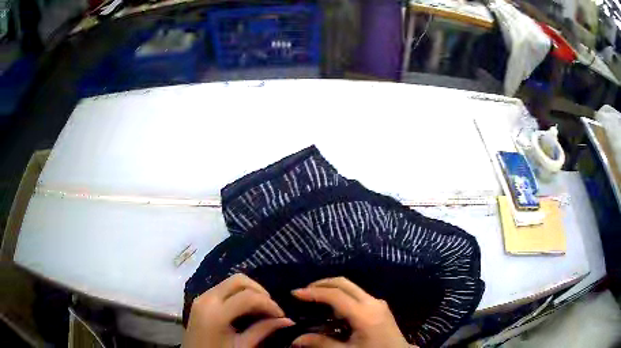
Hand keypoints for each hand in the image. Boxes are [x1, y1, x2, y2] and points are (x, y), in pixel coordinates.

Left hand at [183, 274, 293, 347]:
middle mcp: (207, 298)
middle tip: (272, 308)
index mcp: (216, 313)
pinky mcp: (200, 300)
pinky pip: (223, 288)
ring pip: (230, 282)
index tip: (282, 316)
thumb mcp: (243, 346)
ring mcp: (202, 297)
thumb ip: (263, 330)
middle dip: (260, 291)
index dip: (269, 304)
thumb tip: (288, 321)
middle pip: (239, 280)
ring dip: (250, 291)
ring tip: (261, 308)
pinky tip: (246, 308)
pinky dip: (238, 293)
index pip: (249, 297)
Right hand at [291, 277, 415, 347]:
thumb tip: (295, 340)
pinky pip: (357, 294)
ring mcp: (378, 302)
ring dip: (331, 289)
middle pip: (344, 283)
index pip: (335, 295)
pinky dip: (341, 296)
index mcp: (364, 314)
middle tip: (303, 292)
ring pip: (351, 287)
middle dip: (321, 284)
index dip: (313, 293)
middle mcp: (372, 302)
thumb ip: (321, 344)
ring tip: (314, 299)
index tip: (294, 293)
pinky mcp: (379, 306)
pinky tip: (332, 309)